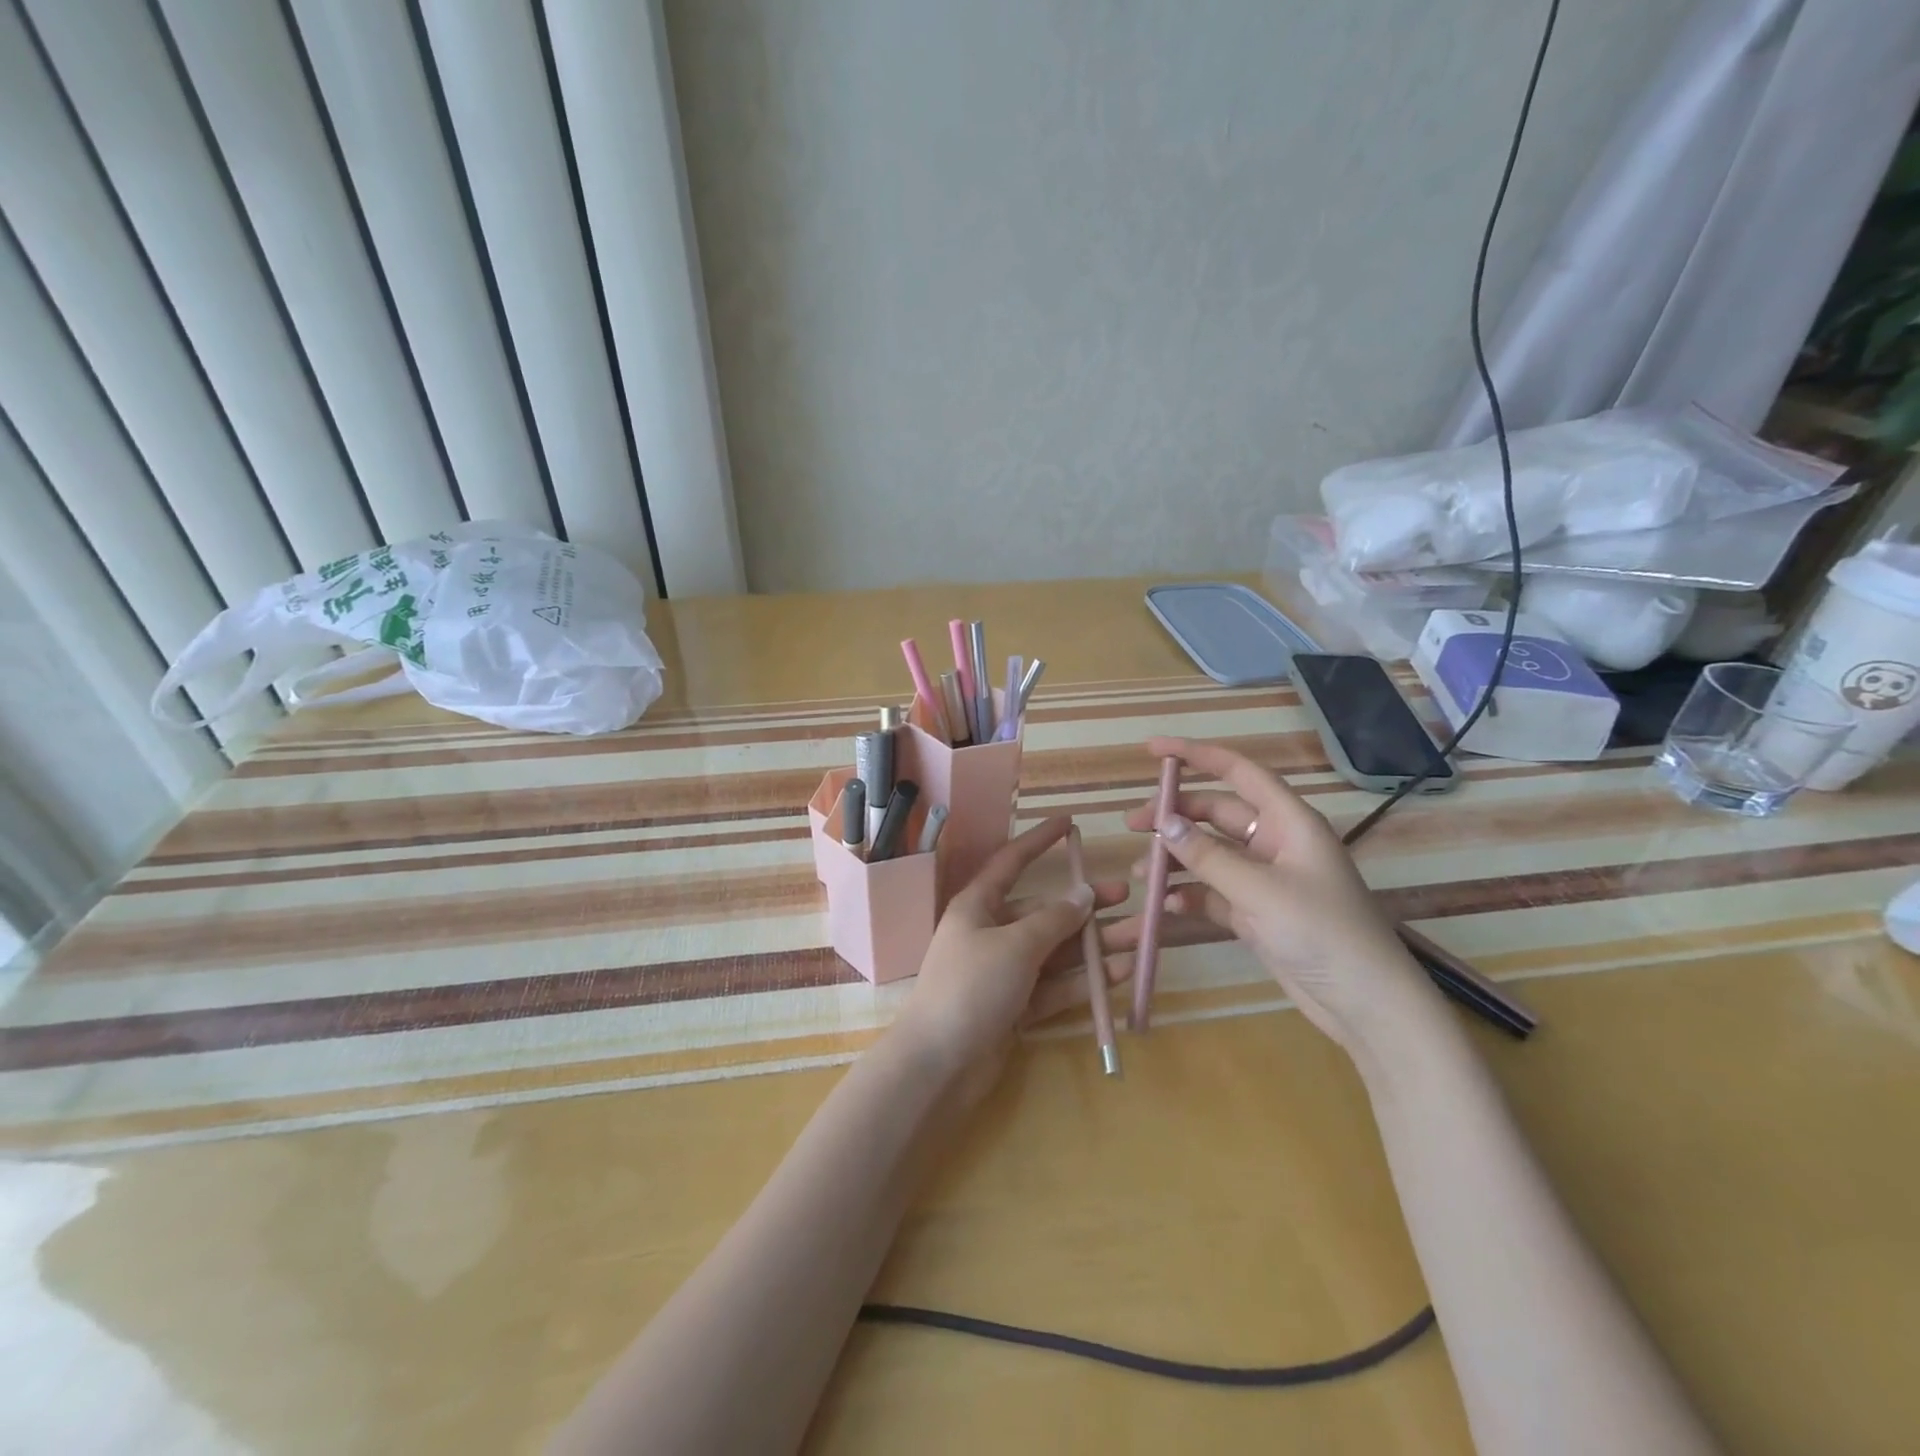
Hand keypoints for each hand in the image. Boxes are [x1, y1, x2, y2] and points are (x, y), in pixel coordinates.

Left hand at [892, 817, 1129, 1107]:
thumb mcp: (1015, 945)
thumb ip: (1053, 920)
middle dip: (1084, 905)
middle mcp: (991, 933)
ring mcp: (1004, 972)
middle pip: (1044, 912)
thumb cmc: (971, 988)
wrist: (939, 1065)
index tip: (1069, 824)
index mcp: (978, 906)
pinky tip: (1119, 973)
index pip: (1011, 862)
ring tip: (1138, 937)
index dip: (1039, 841)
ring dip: (1094, 945)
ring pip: (1056, 951)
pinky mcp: (1015, 1007)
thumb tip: (1084, 894)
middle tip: (1126, 895)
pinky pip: (1054, 985)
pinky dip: (1084, 980)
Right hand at [1118, 736, 1440, 1056]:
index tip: (1152, 749)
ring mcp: (1265, 880)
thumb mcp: (1260, 892)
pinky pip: (1213, 892)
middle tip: (1132, 826)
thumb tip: (1164, 822)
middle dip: (1174, 816)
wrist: (1366, 1006)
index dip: (1195, 755)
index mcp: (1289, 822)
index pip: (1238, 772)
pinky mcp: (1257, 914)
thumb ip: (1208, 856)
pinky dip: (1188, 895)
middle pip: (1215, 814)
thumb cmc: (1323, 933)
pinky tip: (1165, 906)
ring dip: (1175, 859)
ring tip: (1139, 872)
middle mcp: (1275, 843)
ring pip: (1209, 855)